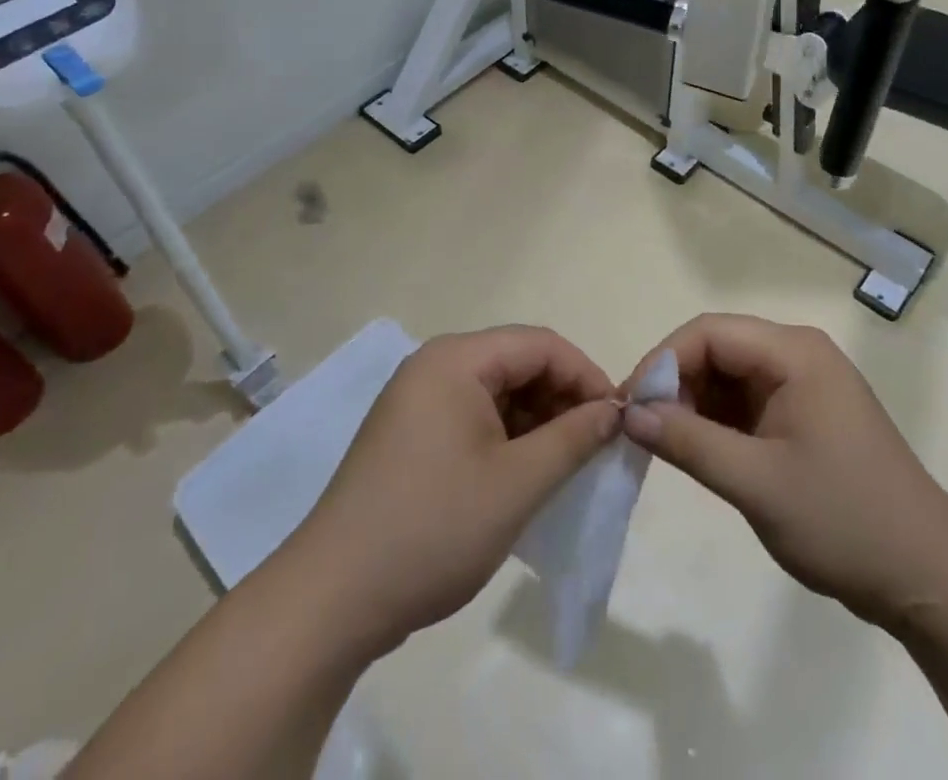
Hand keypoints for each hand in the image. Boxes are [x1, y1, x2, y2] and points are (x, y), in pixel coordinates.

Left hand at [294, 326, 618, 658]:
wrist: (330, 603)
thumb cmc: (432, 529)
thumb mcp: (517, 484)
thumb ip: (573, 439)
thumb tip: (612, 412)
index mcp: (456, 360)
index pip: (540, 345)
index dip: (586, 375)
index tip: (616, 419)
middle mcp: (434, 368)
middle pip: (518, 364)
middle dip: (562, 399)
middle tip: (594, 446)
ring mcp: (417, 402)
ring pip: (497, 393)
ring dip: (537, 422)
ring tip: (565, 465)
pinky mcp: (410, 436)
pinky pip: (473, 419)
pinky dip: (507, 440)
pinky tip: (525, 476)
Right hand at [621, 314, 947, 630]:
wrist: (926, 574)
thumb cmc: (843, 519)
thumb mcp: (756, 482)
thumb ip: (689, 442)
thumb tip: (630, 414)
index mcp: (794, 352)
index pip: (710, 332)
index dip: (662, 361)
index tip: (629, 407)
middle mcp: (798, 354)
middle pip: (718, 349)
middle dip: (675, 383)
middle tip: (641, 431)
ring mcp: (804, 384)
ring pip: (729, 376)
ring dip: (693, 404)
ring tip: (662, 445)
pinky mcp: (804, 414)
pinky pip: (747, 402)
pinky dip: (717, 422)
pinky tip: (696, 451)